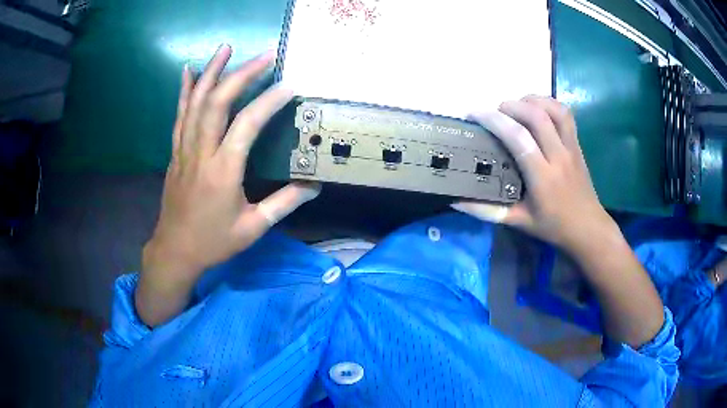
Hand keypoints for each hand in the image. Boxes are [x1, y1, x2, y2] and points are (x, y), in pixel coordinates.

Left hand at [138, 45, 319, 325]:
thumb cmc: (214, 241)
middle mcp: (201, 153)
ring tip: (227, 48)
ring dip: (211, 72)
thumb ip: (284, 203)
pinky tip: (189, 70)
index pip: (247, 125)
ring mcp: (184, 149)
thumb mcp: (253, 228)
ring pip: (195, 103)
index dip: (268, 101)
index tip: (289, 85)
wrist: (175, 250)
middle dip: (241, 74)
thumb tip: (314, 185)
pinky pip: (179, 115)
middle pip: (217, 103)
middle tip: (264, 56)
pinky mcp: (176, 151)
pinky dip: (184, 91)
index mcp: (223, 172)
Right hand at [452, 96, 615, 253]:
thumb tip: (455, 201)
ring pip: (554, 110)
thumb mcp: (518, 222)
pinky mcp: (577, 144)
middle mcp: (559, 157)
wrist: (588, 228)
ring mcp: (571, 148)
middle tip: (495, 112)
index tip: (474, 114)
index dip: (494, 120)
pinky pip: (566, 114)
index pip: (518, 138)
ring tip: (516, 107)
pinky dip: (549, 104)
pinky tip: (537, 110)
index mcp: (543, 177)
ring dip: (532, 100)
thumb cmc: (553, 226)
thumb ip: (486, 211)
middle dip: (511, 105)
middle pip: (536, 116)